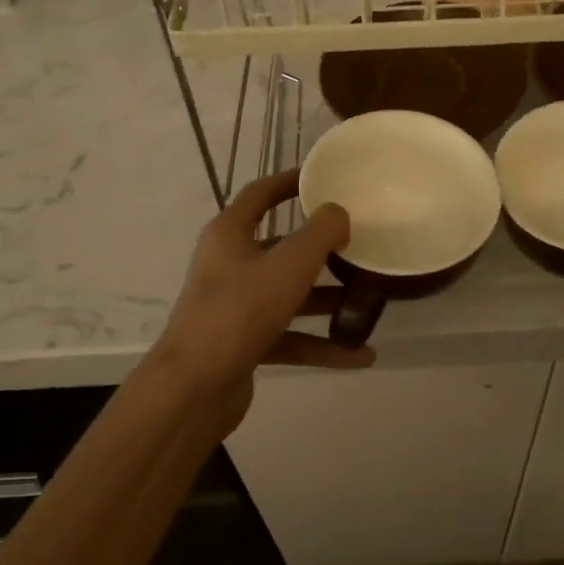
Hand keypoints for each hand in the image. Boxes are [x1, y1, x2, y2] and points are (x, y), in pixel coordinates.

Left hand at [148, 169, 374, 425]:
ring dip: (327, 299)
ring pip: (289, 295)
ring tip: (369, 301)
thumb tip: (338, 213)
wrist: (194, 388)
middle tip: (358, 243)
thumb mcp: (289, 264)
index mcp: (230, 234)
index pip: (260, 194)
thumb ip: (320, 234)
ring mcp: (235, 306)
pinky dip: (321, 344)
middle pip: (280, 247)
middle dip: (320, 249)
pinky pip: (290, 336)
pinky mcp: (244, 343)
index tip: (322, 177)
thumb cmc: (240, 311)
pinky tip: (360, 355)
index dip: (289, 181)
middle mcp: (229, 265)